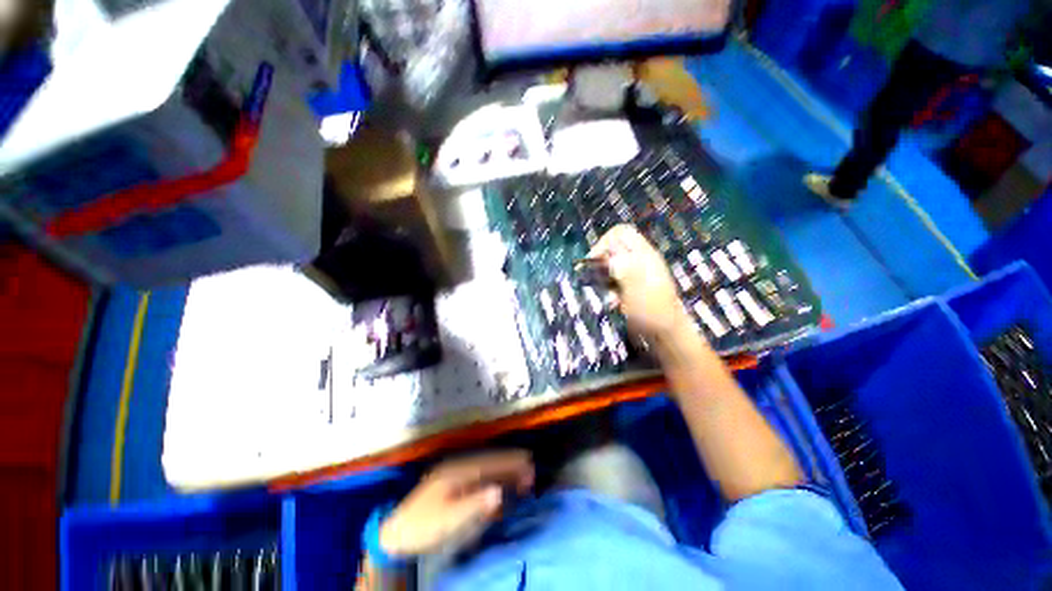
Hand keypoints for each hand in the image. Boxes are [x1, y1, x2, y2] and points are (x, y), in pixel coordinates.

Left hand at [379, 451, 533, 556]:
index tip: (529, 463)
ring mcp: (455, 474)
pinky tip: (499, 485)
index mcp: (458, 470)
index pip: (490, 463)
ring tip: (521, 475)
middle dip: (510, 464)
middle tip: (530, 469)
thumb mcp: (448, 519)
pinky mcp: (453, 484)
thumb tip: (500, 491)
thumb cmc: (423, 526)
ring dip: (503, 470)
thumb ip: (475, 504)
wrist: (396, 533)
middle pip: (490, 462)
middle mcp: (458, 467)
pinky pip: (478, 476)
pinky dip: (493, 478)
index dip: (511, 463)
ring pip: (485, 467)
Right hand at [588, 224, 689, 338]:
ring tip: (607, 293)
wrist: (666, 334)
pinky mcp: (632, 286)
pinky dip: (610, 288)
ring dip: (604, 277)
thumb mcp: (637, 290)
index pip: (621, 233)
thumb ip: (624, 270)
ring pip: (611, 264)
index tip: (594, 261)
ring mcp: (636, 273)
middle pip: (613, 247)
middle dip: (601, 261)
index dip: (605, 242)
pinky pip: (614, 279)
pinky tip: (613, 302)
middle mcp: (640, 260)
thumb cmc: (653, 312)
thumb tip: (609, 257)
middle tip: (595, 277)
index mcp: (644, 255)